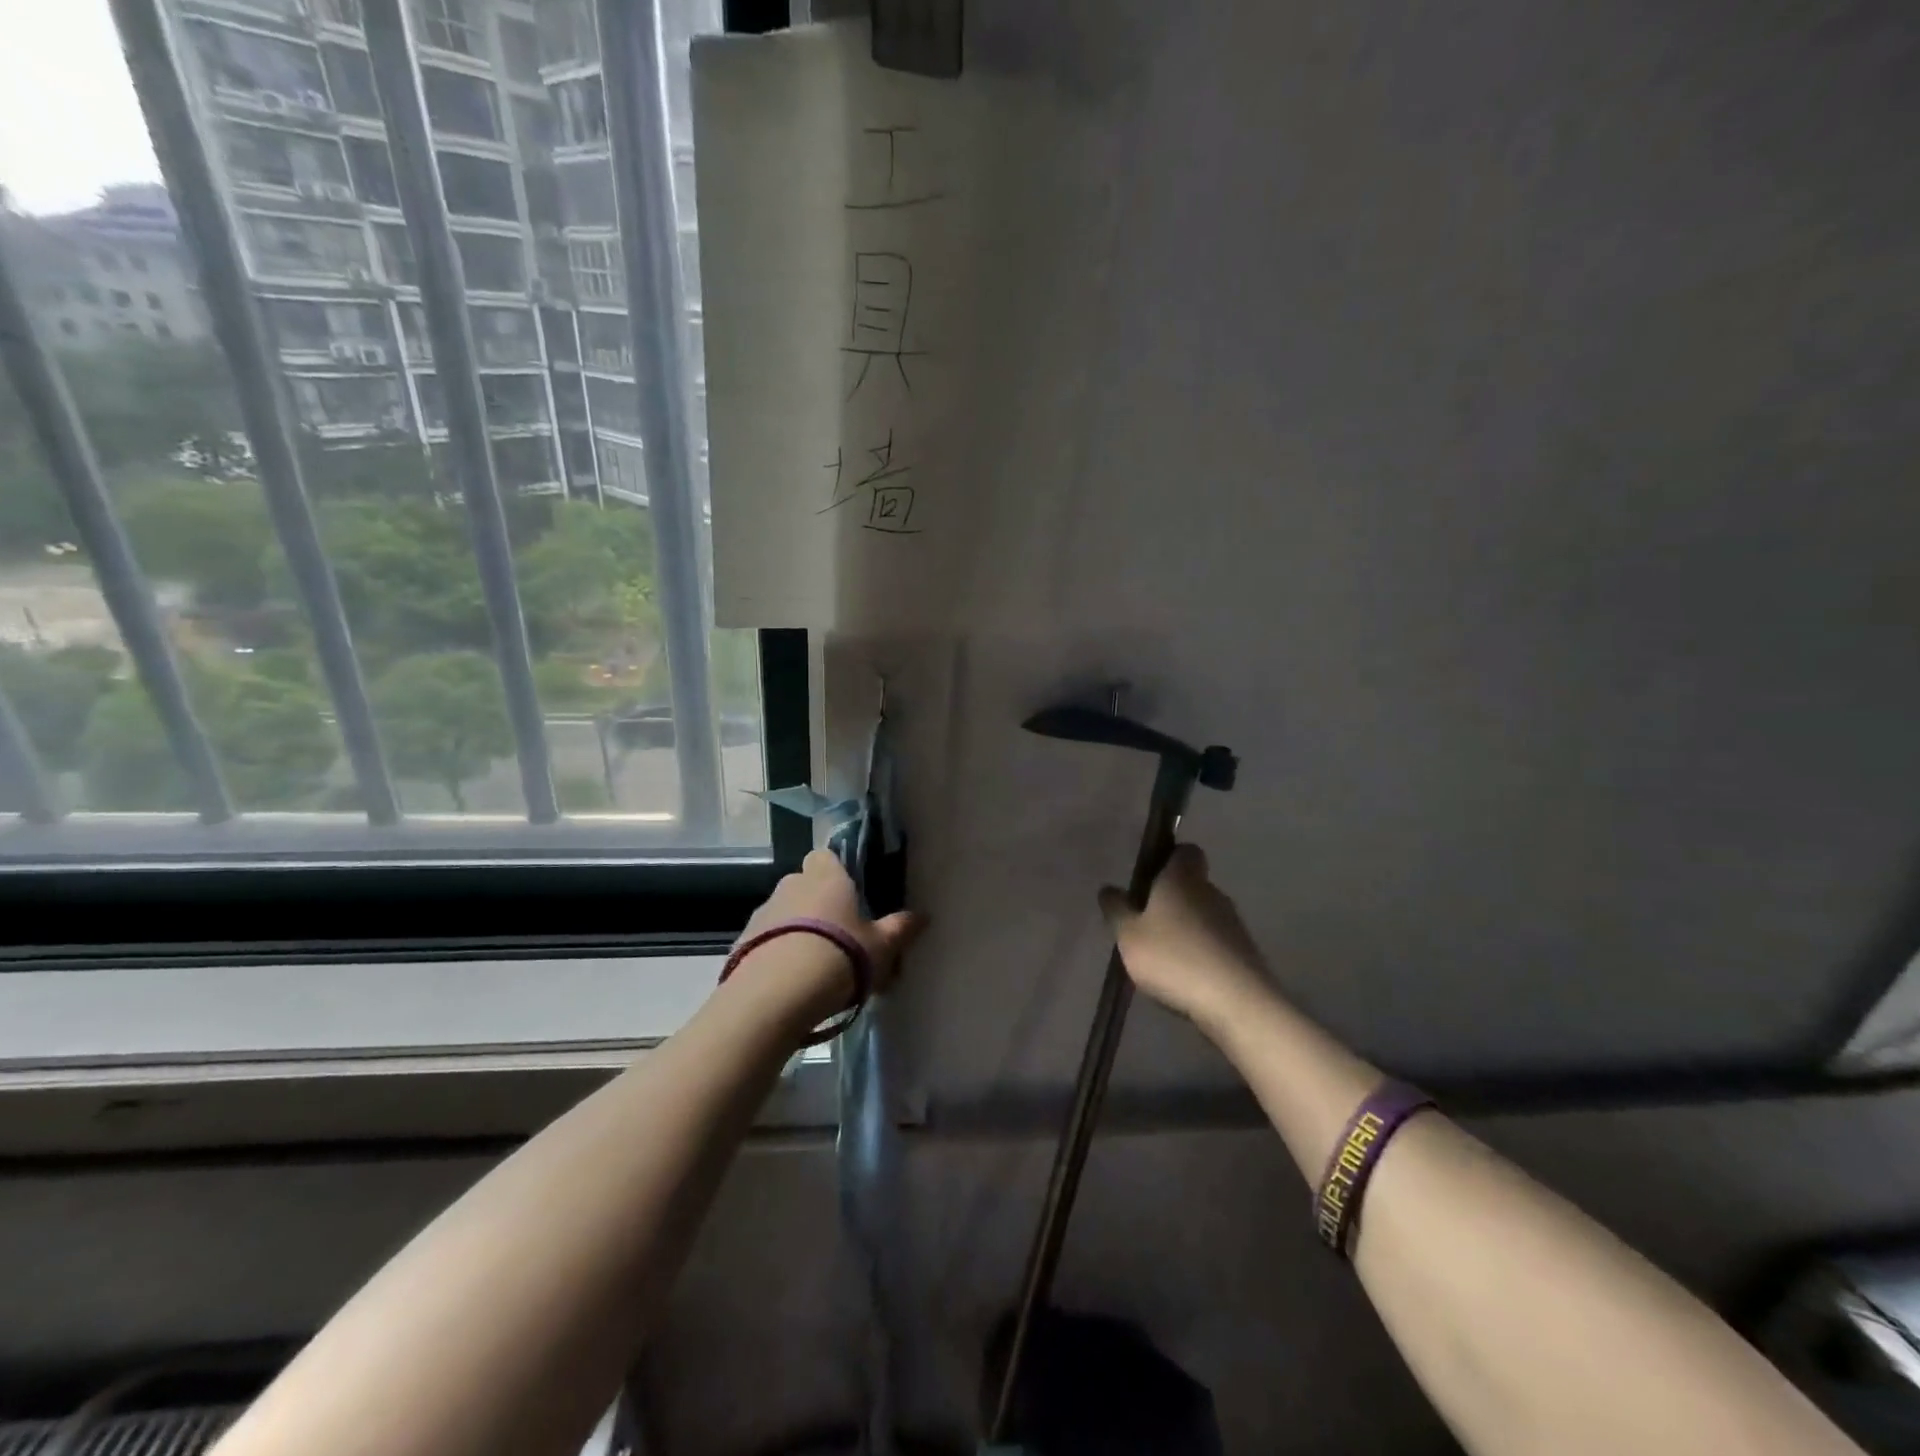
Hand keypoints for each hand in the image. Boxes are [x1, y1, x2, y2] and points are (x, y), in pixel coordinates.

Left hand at [732, 850, 924, 1030]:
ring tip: (815, 967)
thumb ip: (901, 929)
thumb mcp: (881, 947)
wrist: (775, 995)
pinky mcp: (741, 942)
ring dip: (796, 931)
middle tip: (839, 938)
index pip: (827, 856)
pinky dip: (776, 954)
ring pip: (784, 914)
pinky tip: (791, 983)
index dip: (837, 873)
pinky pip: (765, 941)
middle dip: (818, 905)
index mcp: (826, 876)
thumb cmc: (839, 956)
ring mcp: (762, 912)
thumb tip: (923, 916)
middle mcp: (791, 885)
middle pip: (805, 885)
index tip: (851, 897)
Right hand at [1099, 844, 1269, 1032]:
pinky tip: (1185, 975)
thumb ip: (1117, 910)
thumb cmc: (1174, 958)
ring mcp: (1232, 922)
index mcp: (1183, 878)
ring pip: (1203, 914)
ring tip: (1162, 955)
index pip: (1185, 850)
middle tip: (1146, 923)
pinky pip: (1215, 941)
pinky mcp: (1244, 951)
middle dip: (1171, 899)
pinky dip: (1200, 951)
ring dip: (1185, 928)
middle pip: (1192, 884)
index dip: (1168, 859)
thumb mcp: (1129, 936)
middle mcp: (1211, 892)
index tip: (1148, 879)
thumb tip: (1109, 889)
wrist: (1236, 1003)